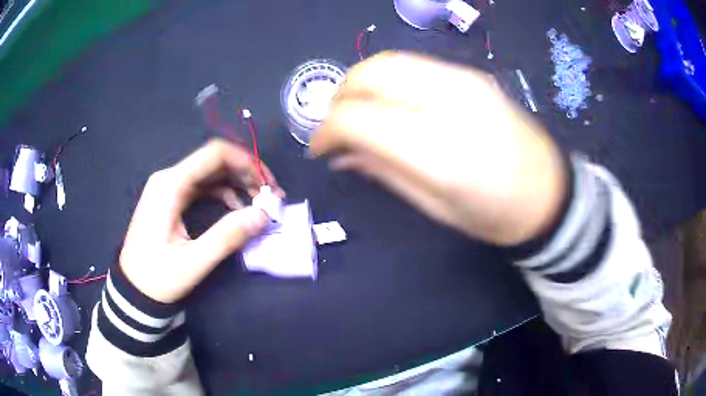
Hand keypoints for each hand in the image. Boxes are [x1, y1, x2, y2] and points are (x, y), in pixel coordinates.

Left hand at [119, 139, 283, 302]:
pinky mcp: (172, 199)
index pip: (214, 154)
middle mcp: (169, 178)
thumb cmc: (157, 277)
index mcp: (170, 185)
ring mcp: (170, 188)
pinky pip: (203, 186)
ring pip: (211, 172)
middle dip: (247, 173)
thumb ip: (227, 237)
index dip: (247, 162)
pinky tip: (236, 206)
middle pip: (215, 160)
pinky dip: (224, 192)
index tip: (269, 184)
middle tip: (271, 195)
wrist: (134, 289)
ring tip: (260, 200)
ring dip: (238, 182)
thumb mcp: (193, 262)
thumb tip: (262, 215)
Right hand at [311, 52, 565, 244]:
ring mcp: (463, 80)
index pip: (359, 119)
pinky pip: (413, 64)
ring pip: (388, 61)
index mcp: (439, 149)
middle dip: (339, 97)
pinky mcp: (470, 75)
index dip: (326, 132)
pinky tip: (388, 102)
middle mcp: (449, 101)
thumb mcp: (434, 207)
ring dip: (360, 83)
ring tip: (356, 111)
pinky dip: (387, 79)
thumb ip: (383, 172)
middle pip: (370, 75)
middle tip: (334, 126)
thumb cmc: (494, 214)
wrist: (547, 194)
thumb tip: (341, 155)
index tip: (318, 150)